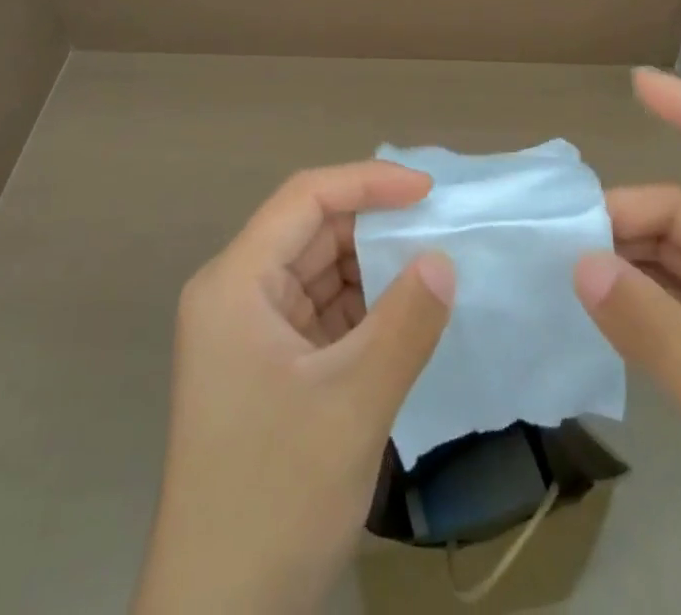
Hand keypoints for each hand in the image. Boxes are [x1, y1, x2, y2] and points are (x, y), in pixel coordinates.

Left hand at [133, 163, 455, 614]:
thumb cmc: (274, 497)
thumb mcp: (352, 405)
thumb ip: (405, 324)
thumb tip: (444, 259)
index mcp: (236, 284)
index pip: (305, 199)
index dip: (368, 183)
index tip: (428, 192)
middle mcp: (236, 295)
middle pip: (312, 233)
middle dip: (376, 227)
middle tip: (442, 229)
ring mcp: (250, 333)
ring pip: (320, 273)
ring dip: (374, 270)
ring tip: (435, 266)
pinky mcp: (269, 368)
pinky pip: (322, 314)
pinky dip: (364, 310)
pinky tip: (407, 314)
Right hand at [578, 69, 680, 614]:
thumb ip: (655, 332)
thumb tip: (579, 262)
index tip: (639, 84)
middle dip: (631, 219)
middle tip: (566, 240)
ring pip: (677, 261)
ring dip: (626, 258)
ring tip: (567, 267)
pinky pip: (672, 304)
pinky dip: (634, 298)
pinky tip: (595, 305)